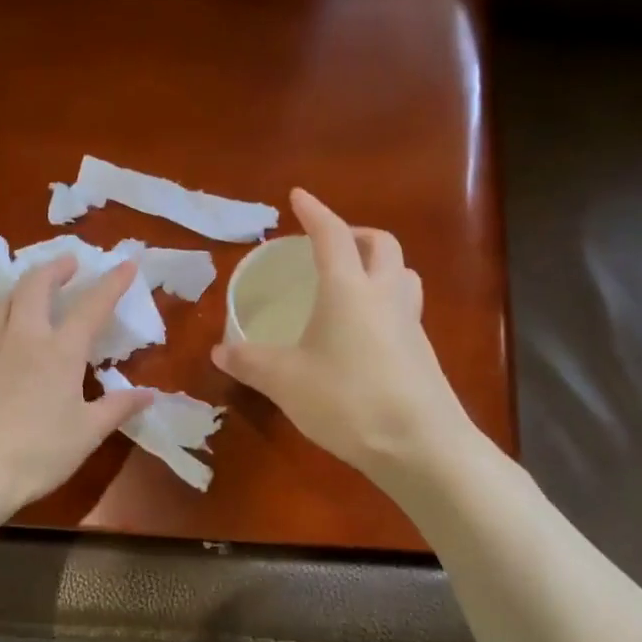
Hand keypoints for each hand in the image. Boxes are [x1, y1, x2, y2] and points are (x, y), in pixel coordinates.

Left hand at [0, 257, 153, 523]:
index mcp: (60, 352)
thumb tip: (149, 394)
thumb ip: (118, 407)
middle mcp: (24, 338)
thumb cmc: (38, 454)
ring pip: (3, 299)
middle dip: (56, 268)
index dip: (111, 283)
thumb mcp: (88, 434)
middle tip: (70, 263)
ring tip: (33, 287)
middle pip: (37, 286)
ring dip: (22, 285)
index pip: (92, 307)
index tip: (126, 263)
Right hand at [211, 188, 473, 483]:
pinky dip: (385, 302)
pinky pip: (405, 309)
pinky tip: (364, 332)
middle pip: (381, 245)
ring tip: (353, 282)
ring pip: (402, 274)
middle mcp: (384, 295)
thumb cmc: (346, 400)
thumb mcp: (284, 381)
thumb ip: (249, 362)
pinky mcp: (422, 353)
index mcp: (348, 289)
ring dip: (380, 265)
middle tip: (330, 244)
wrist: (420, 445)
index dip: (314, 212)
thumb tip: (219, 351)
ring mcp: (410, 323)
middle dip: (355, 234)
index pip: (331, 235)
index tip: (298, 196)